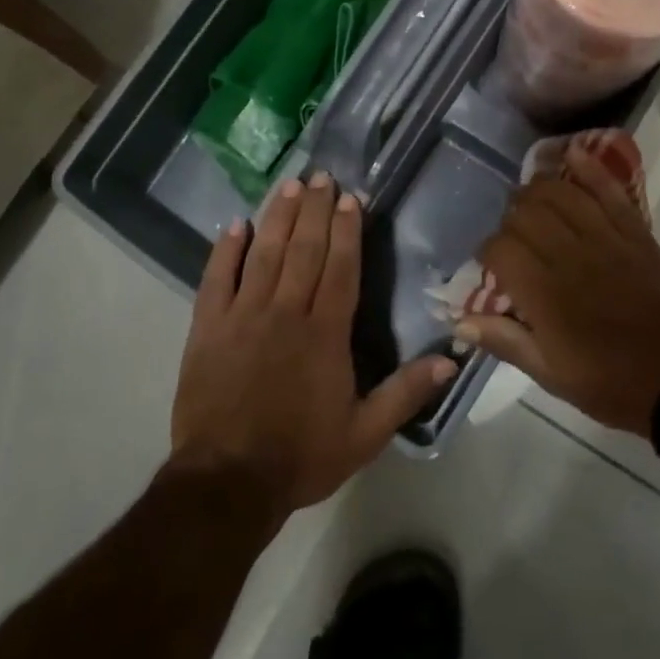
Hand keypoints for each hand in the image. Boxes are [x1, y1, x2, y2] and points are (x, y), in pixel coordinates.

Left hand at [170, 173, 457, 521]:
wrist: (227, 482)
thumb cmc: (301, 455)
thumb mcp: (364, 434)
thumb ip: (405, 392)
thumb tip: (451, 359)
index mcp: (325, 333)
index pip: (340, 267)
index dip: (347, 230)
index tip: (350, 197)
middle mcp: (285, 311)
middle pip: (304, 249)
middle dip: (315, 209)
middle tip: (322, 176)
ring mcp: (243, 315)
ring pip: (265, 253)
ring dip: (278, 217)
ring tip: (289, 185)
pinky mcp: (208, 327)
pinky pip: (217, 278)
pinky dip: (226, 250)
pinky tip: (235, 225)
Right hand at [460, 148, 659, 438]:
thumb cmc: (610, 384)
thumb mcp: (550, 376)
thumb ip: (505, 342)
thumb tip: (459, 321)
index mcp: (544, 294)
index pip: (499, 248)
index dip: (488, 251)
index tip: (493, 264)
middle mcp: (569, 257)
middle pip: (524, 212)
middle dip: (510, 218)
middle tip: (515, 236)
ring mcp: (605, 239)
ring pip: (559, 192)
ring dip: (539, 188)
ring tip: (533, 199)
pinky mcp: (635, 233)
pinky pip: (608, 190)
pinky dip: (589, 167)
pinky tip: (572, 155)